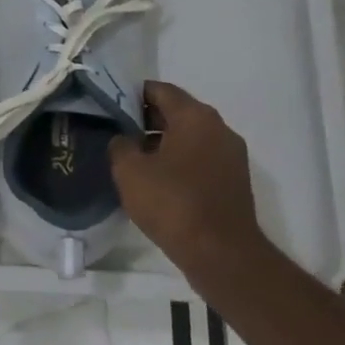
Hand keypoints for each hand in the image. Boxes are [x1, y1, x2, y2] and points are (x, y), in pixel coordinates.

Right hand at [109, 81, 266, 271]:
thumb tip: (124, 139)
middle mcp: (219, 128)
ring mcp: (231, 155)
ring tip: (133, 158)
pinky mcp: (234, 180)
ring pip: (189, 136)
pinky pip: (200, 157)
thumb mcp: (130, 171)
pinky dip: (178, 160)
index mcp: (195, 117)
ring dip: (162, 141)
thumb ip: (120, 145)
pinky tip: (157, 179)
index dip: (132, 94)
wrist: (221, 254)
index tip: (110, 106)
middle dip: (146, 118)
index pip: (160, 90)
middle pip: (177, 111)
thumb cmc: (172, 203)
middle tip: (117, 131)